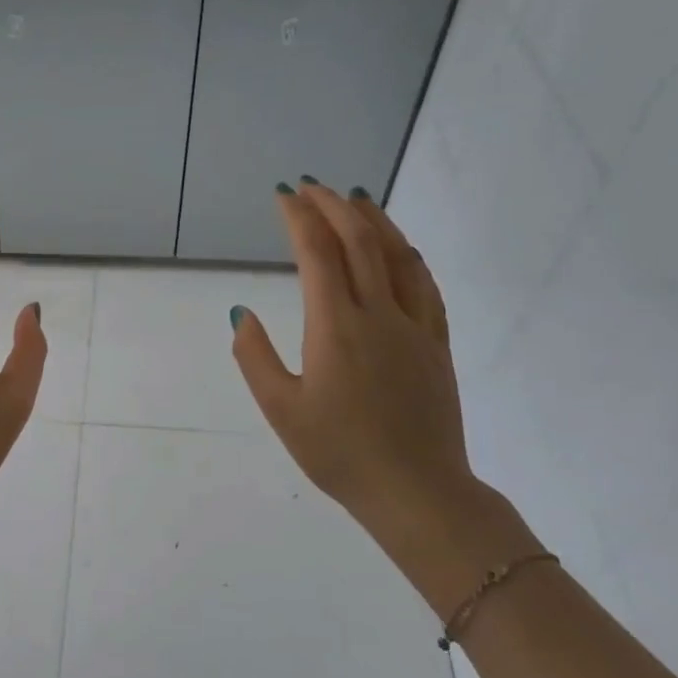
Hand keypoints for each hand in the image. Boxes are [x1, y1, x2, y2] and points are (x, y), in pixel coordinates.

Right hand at [230, 180, 476, 547]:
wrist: (416, 491)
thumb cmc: (338, 453)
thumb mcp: (280, 410)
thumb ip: (254, 357)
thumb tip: (241, 312)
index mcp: (335, 327)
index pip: (317, 254)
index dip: (298, 218)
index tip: (283, 195)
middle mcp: (378, 314)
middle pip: (359, 242)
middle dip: (332, 206)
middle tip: (311, 186)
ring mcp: (414, 327)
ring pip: (398, 255)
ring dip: (375, 220)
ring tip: (355, 197)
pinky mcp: (437, 344)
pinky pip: (426, 285)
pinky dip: (409, 255)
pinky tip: (401, 247)